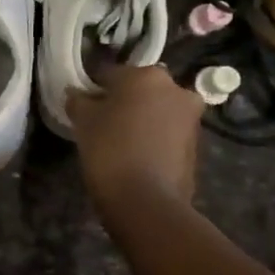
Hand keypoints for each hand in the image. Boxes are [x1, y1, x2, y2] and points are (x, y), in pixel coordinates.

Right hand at [67, 64, 203, 209]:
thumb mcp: (83, 120)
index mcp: (146, 75)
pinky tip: (137, 155)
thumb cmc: (110, 149)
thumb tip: (77, 94)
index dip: (94, 88)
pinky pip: (168, 132)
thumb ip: (78, 100)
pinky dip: (154, 137)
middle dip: (123, 101)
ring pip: (157, 109)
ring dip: (141, 118)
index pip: (110, 73)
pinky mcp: (196, 144)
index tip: (83, 105)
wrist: (147, 201)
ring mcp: (190, 117)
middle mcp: (175, 88)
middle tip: (103, 122)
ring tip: (120, 141)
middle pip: (139, 89)